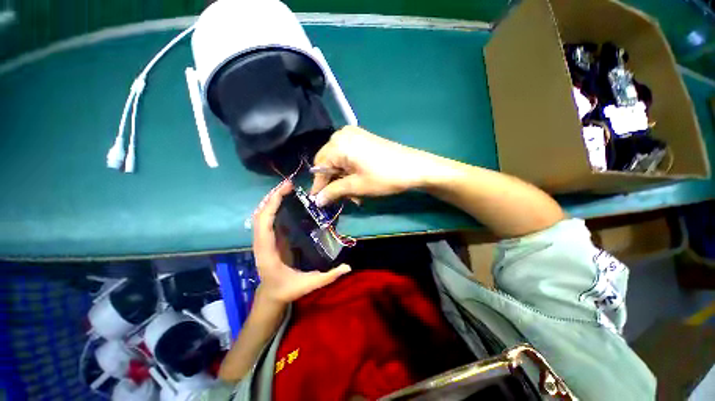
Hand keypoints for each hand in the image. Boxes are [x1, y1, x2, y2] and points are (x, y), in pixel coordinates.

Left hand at [252, 180, 351, 303]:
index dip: (272, 206)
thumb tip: (349, 267)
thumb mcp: (309, 285)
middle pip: (259, 215)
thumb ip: (329, 276)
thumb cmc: (287, 290)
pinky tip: (283, 199)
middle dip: (272, 197)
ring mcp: (263, 240)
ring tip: (286, 188)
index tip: (285, 191)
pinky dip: (272, 206)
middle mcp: (261, 244)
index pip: (264, 225)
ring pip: (260, 215)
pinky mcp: (268, 238)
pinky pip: (265, 219)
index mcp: (268, 253)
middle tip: (289, 184)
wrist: (271, 295)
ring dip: (271, 199)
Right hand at [311, 126, 435, 205]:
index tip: (318, 200)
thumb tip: (317, 200)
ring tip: (355, 194)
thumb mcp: (356, 186)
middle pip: (328, 162)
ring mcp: (354, 135)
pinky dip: (350, 170)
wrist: (414, 167)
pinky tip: (358, 181)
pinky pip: (348, 155)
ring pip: (339, 160)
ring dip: (344, 178)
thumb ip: (333, 191)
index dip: (319, 185)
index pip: (319, 167)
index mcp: (338, 144)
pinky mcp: (363, 139)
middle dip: (334, 182)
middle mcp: (342, 135)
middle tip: (343, 198)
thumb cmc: (383, 177)